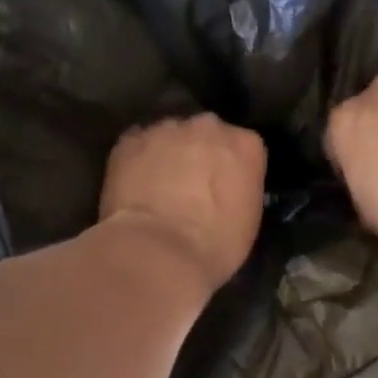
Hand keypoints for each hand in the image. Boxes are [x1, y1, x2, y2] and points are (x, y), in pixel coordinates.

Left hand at [100, 114, 266, 298]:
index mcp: (246, 145)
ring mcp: (166, 129)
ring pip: (168, 136)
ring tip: (157, 187)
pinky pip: (137, 145)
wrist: (158, 251)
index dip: (230, 169)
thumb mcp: (247, 219)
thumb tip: (222, 188)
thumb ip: (238, 188)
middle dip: (199, 154)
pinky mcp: (130, 141)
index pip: (242, 147)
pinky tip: (134, 186)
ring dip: (166, 155)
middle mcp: (208, 126)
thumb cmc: (214, 245)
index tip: (222, 189)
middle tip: (189, 186)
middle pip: (205, 134)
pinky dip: (136, 161)